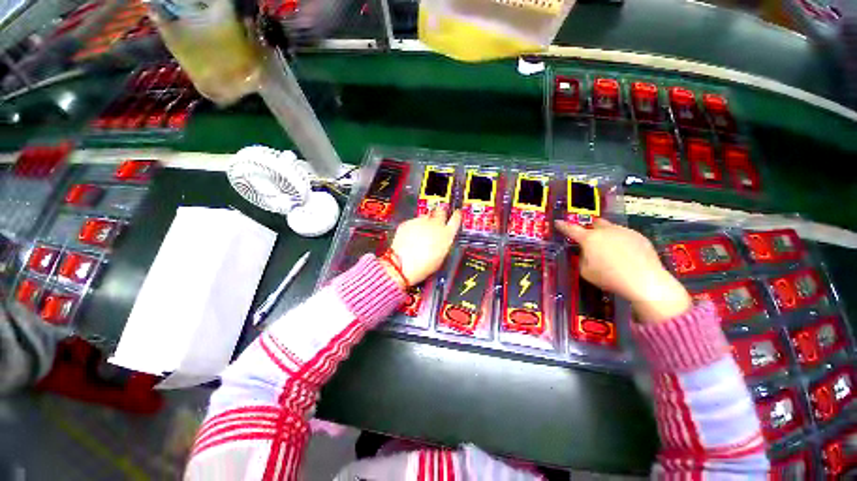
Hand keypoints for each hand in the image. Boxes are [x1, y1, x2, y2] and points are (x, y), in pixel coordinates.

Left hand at [382, 209, 461, 287]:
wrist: (402, 264)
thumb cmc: (424, 266)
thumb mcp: (440, 257)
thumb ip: (444, 244)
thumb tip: (443, 241)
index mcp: (446, 234)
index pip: (456, 218)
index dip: (456, 215)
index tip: (456, 214)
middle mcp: (435, 224)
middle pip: (441, 212)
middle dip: (440, 214)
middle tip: (438, 219)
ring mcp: (421, 222)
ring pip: (426, 216)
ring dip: (426, 222)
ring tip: (422, 232)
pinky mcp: (408, 222)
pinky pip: (413, 222)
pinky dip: (413, 227)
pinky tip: (410, 237)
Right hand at [555, 218, 691, 323]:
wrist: (645, 280)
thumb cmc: (609, 277)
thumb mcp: (585, 271)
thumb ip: (582, 258)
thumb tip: (586, 252)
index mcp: (589, 239)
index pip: (571, 229)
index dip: (563, 226)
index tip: (558, 222)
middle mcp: (606, 231)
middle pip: (595, 223)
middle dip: (590, 228)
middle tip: (590, 238)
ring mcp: (624, 231)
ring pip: (611, 228)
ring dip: (606, 235)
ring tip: (611, 250)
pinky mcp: (639, 237)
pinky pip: (625, 235)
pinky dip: (621, 242)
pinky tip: (626, 255)